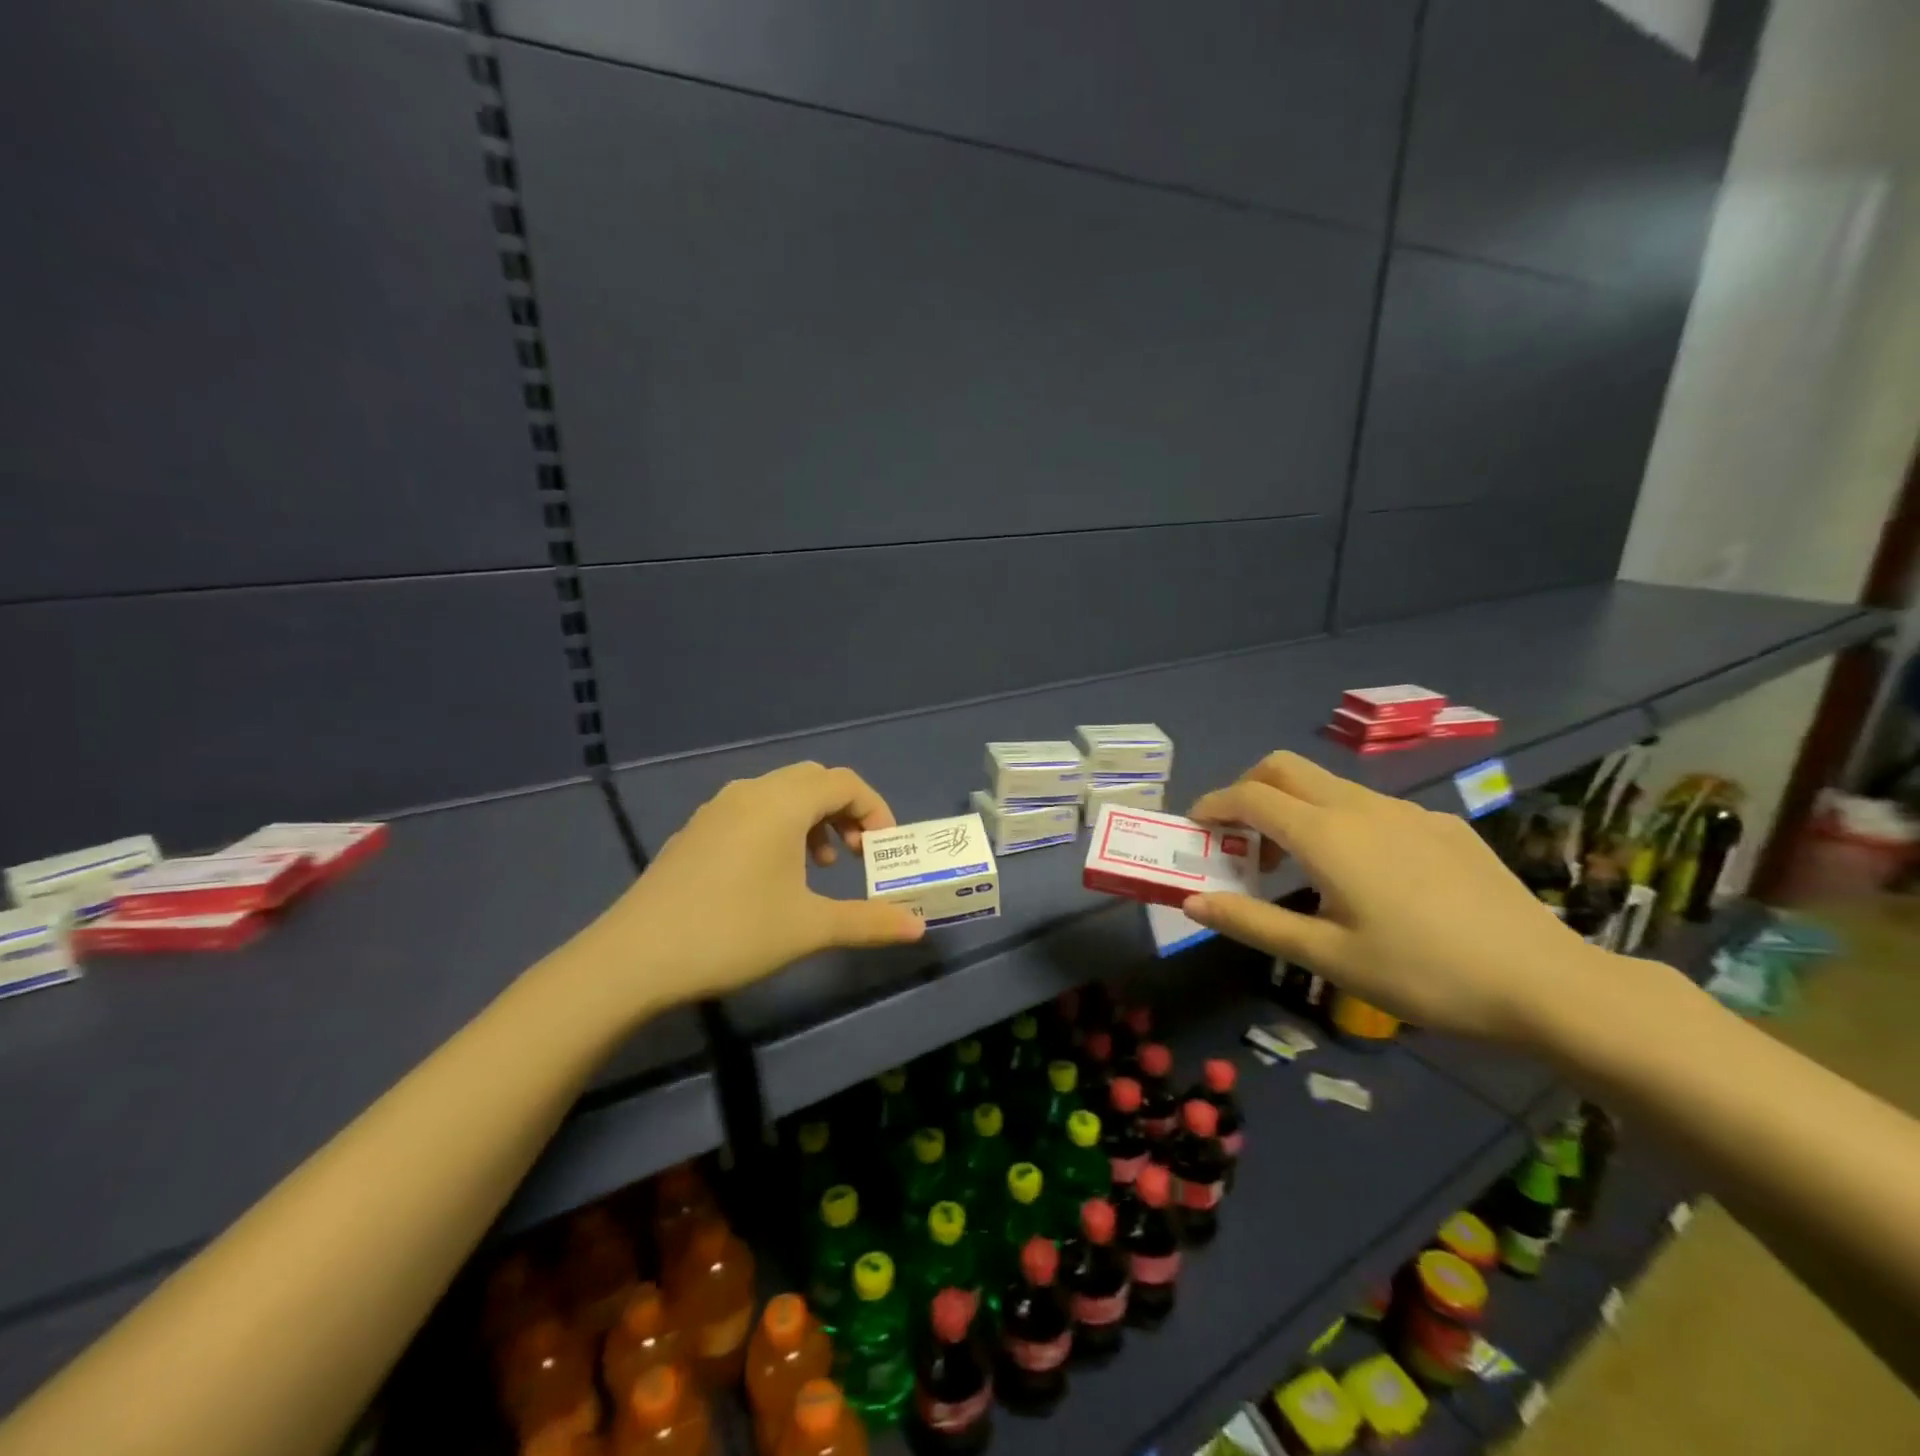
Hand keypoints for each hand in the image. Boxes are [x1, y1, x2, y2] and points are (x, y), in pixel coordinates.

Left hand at [581, 762, 925, 1010]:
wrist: (634, 957)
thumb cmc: (732, 932)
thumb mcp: (809, 928)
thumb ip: (869, 921)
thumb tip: (919, 926)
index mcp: (782, 803)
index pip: (845, 782)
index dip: (875, 810)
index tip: (885, 850)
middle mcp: (750, 792)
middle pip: (813, 780)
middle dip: (846, 811)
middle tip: (858, 854)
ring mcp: (717, 809)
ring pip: (781, 794)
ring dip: (812, 820)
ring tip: (821, 866)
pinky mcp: (696, 831)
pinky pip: (752, 810)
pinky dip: (779, 828)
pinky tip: (773, 875)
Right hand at [1181, 752, 1599, 1041]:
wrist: (1547, 984)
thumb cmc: (1422, 973)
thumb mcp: (1327, 956)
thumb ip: (1252, 922)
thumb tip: (1192, 901)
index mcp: (1326, 834)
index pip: (1249, 796)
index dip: (1212, 805)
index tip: (1195, 827)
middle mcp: (1361, 806)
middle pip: (1284, 768)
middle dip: (1247, 790)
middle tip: (1238, 837)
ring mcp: (1407, 811)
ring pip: (1328, 785)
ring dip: (1293, 807)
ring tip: (1296, 864)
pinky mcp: (1442, 825)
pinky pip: (1371, 807)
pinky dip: (1340, 822)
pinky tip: (1365, 876)